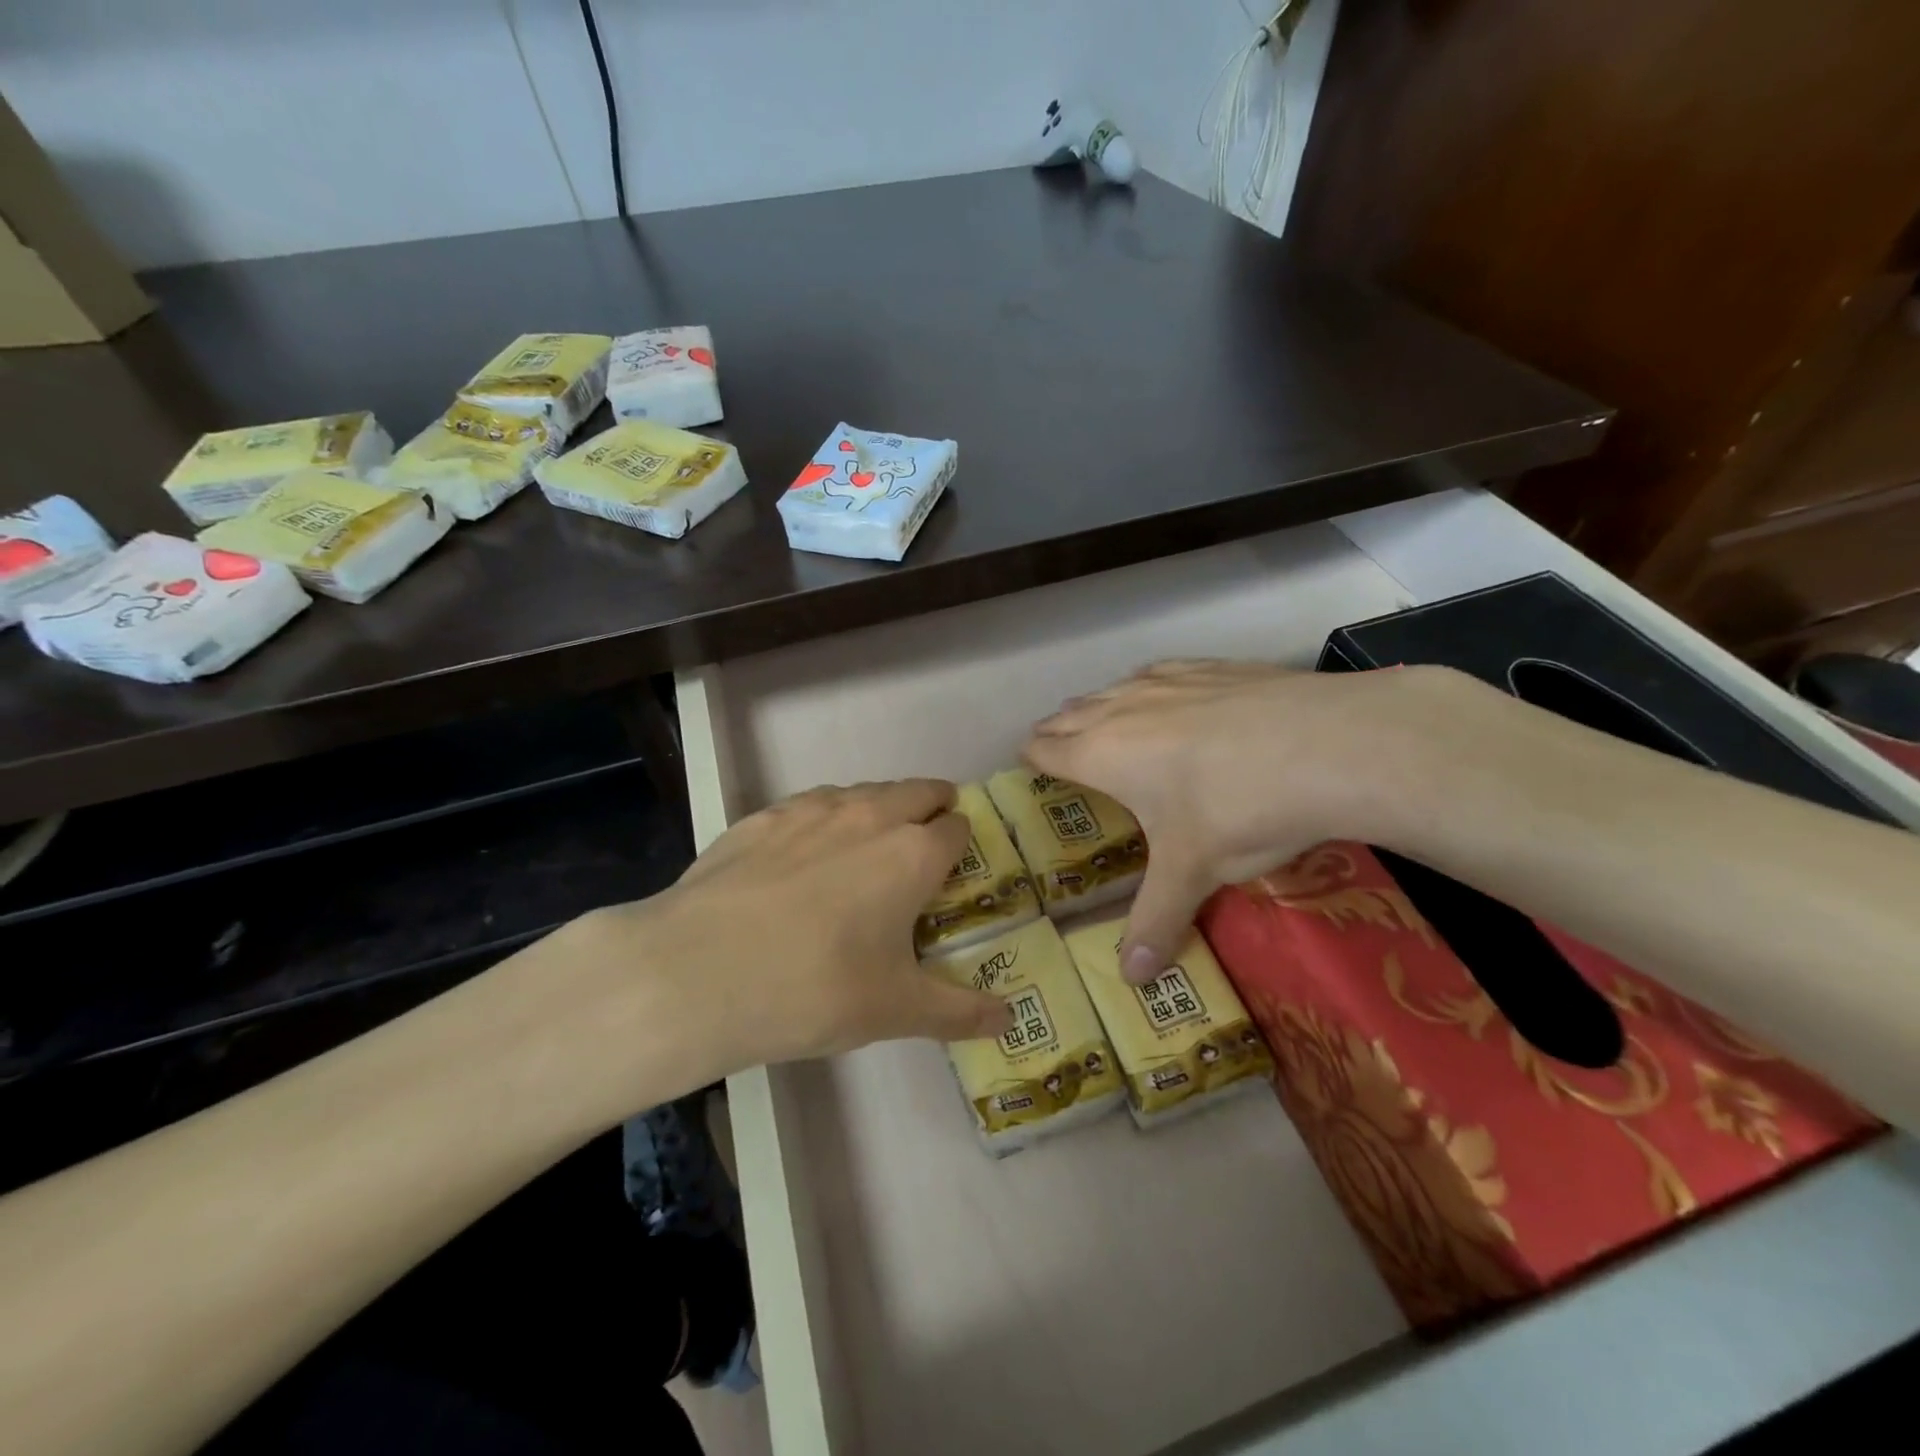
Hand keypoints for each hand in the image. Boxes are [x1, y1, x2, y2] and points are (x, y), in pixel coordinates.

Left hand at [557, 780, 1012, 1102]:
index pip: (956, 828)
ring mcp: (811, 809)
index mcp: (912, 854)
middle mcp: (869, 815)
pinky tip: (806, 853)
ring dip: (880, 808)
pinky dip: (826, 818)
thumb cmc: (813, 990)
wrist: (695, 973)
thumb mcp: (894, 1011)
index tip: (957, 868)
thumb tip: (1008, 1019)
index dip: (962, 844)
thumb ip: (958, 1011)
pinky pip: (812, 804)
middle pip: (917, 791)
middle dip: (932, 807)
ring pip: (864, 791)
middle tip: (926, 843)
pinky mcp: (762, 816)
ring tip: (869, 846)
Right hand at [1025, 660, 1462, 980]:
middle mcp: (1124, 709)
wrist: (1331, 745)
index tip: (1032, 766)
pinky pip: (1160, 672)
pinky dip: (1150, 687)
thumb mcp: (1193, 872)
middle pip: (1071, 713)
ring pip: (1113, 688)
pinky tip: (1170, 696)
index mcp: (1104, 754)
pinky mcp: (1212, 667)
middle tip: (1062, 752)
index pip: (1047, 748)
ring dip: (1101, 707)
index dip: (1033, 757)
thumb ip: (1156, 921)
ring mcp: (1169, 680)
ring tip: (1107, 725)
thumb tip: (1133, 979)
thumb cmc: (1238, 809)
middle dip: (1060, 731)